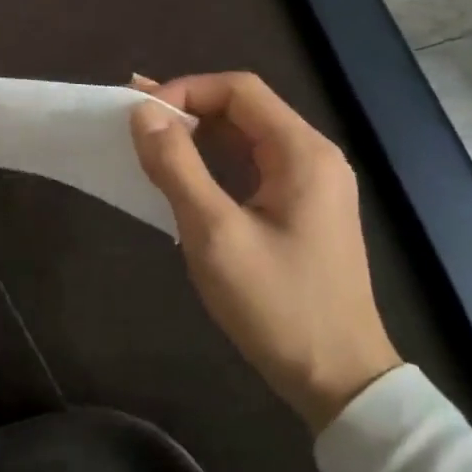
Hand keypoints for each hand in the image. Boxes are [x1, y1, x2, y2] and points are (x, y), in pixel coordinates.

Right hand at [129, 72, 400, 431]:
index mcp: (302, 153)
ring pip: (245, 136)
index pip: (238, 90)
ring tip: (146, 138)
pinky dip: (212, 160)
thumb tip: (142, 113)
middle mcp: (312, 157)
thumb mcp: (215, 233)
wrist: (339, 381)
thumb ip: (176, 166)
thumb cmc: (277, 304)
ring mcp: (310, 184)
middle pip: (243, 108)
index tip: (141, 117)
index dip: (185, 91)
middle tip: (132, 119)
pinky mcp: (301, 209)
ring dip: (196, 133)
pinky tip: (181, 172)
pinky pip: (250, 165)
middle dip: (186, 108)